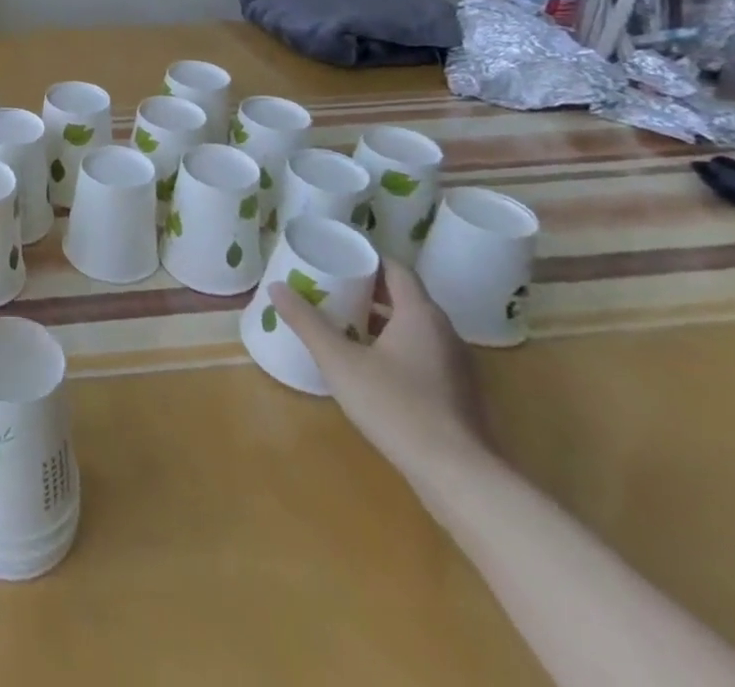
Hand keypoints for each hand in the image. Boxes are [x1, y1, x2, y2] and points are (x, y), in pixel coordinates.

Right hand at [270, 260, 493, 490]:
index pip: (395, 268)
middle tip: (330, 288)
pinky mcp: (458, 394)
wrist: (459, 477)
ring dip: (380, 320)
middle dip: (367, 289)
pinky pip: (422, 353)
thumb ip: (307, 322)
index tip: (335, 257)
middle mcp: (444, 332)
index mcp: (420, 314)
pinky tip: (369, 365)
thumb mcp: (340, 362)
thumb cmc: (396, 407)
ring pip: (413, 327)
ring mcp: (456, 365)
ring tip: (342, 323)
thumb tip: (275, 287)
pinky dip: (395, 346)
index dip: (366, 258)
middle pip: (404, 296)